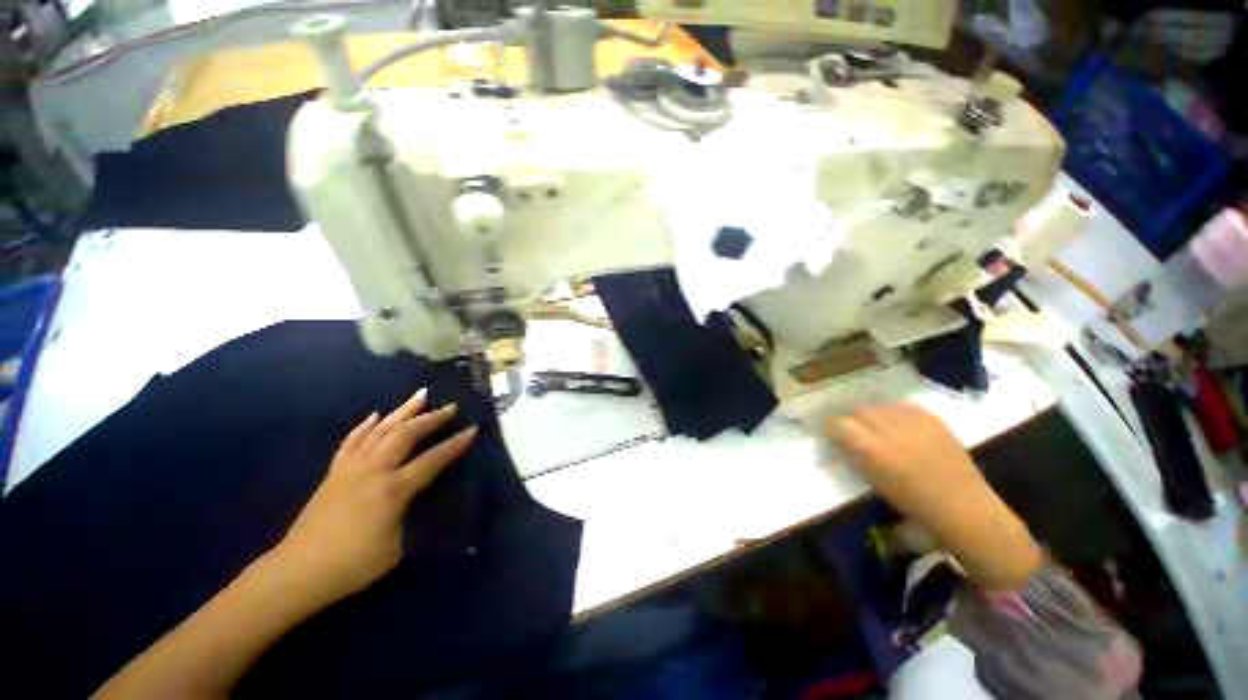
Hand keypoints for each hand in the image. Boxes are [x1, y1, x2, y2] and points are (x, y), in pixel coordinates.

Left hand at [270, 389, 476, 606]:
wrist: (296, 573)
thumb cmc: (352, 566)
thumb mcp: (396, 548)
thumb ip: (414, 515)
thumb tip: (425, 497)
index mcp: (392, 490)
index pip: (432, 460)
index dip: (455, 444)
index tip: (473, 429)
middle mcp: (373, 471)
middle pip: (405, 435)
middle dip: (431, 418)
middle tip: (451, 406)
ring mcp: (350, 469)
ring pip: (380, 430)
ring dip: (403, 411)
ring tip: (420, 395)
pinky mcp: (334, 473)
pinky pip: (352, 441)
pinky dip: (365, 426)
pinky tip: (375, 415)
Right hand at [826, 403, 981, 506]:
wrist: (960, 502)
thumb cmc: (910, 499)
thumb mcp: (870, 478)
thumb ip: (851, 452)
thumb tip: (838, 436)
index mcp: (868, 448)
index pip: (836, 422)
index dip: (832, 427)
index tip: (832, 434)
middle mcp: (886, 427)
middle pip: (856, 410)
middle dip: (852, 420)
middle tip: (857, 433)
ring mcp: (910, 418)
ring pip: (877, 406)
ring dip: (873, 417)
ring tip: (881, 430)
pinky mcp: (928, 415)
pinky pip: (899, 407)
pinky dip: (894, 416)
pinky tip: (901, 429)